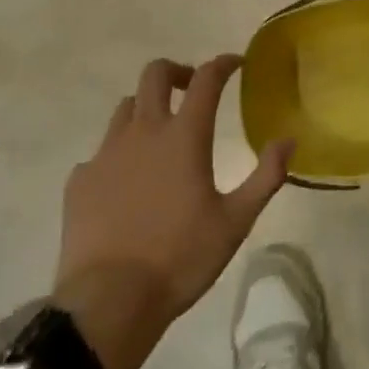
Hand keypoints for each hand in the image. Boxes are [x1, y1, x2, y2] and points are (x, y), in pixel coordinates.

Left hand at [53, 56, 293, 368]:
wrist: (108, 304)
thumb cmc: (180, 258)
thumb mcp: (235, 222)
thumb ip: (266, 177)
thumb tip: (288, 140)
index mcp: (184, 136)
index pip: (206, 79)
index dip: (222, 64)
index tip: (235, 64)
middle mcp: (143, 132)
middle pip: (155, 74)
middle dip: (177, 71)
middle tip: (192, 88)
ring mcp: (106, 154)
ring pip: (125, 108)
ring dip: (146, 108)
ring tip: (159, 134)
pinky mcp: (80, 181)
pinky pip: (100, 151)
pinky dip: (118, 153)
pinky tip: (125, 181)